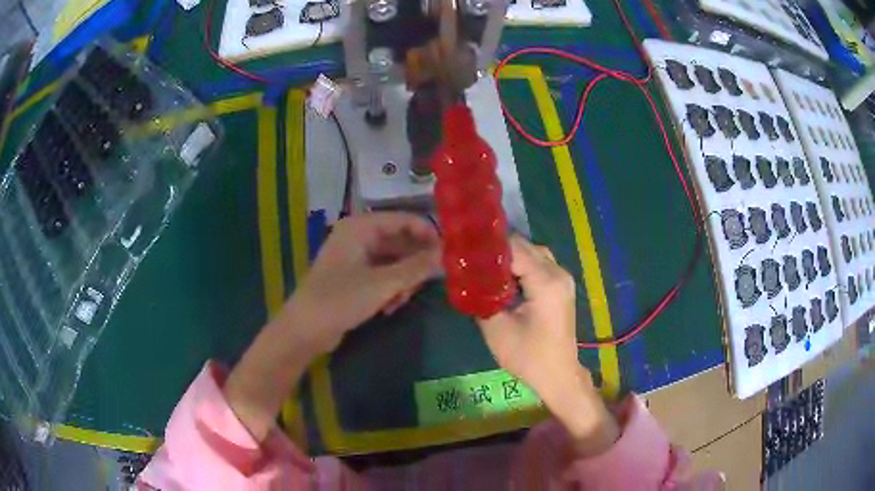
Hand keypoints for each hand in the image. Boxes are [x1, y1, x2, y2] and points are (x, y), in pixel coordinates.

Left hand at [281, 211, 439, 356]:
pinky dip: (391, 289)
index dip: (428, 235)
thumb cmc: (340, 299)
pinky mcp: (354, 277)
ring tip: (401, 301)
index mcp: (361, 227)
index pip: (404, 220)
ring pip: (394, 261)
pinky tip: (389, 307)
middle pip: (400, 242)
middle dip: (414, 264)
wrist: (305, 330)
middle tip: (428, 284)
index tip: (450, 254)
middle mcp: (358, 236)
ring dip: (403, 281)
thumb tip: (447, 255)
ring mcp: (355, 257)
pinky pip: (383, 276)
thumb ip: (417, 268)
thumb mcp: (383, 284)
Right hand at [477, 236, 618, 455]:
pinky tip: (504, 278)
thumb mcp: (497, 330)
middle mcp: (558, 273)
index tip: (465, 249)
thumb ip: (481, 298)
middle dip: (498, 250)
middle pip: (525, 246)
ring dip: (510, 258)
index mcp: (546, 282)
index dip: (489, 246)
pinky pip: (539, 264)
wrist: (558, 375)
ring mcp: (563, 279)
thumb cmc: (528, 357)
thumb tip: (467, 278)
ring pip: (533, 253)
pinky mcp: (561, 287)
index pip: (514, 248)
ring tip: (484, 267)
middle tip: (471, 258)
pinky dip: (521, 265)